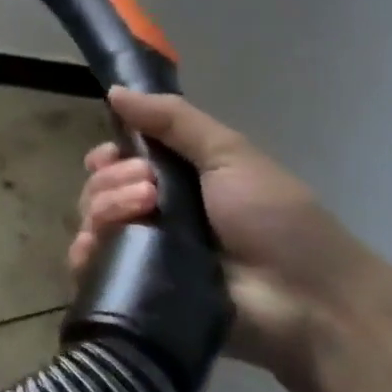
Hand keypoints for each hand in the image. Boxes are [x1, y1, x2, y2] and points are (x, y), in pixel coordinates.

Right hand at [70, 87, 380, 383]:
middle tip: (150, 190)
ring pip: (90, 222)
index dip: (105, 158)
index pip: (115, 164)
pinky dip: (86, 254)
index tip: (110, 156)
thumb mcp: (229, 154)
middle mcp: (151, 216)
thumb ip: (173, 120)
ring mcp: (141, 254)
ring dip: (106, 209)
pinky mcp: (133, 290)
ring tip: (144, 214)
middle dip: (111, 181)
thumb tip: (114, 91)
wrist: (306, 299)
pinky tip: (99, 247)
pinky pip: (88, 268)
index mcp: (173, 182)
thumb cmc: (275, 220)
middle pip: (97, 189)